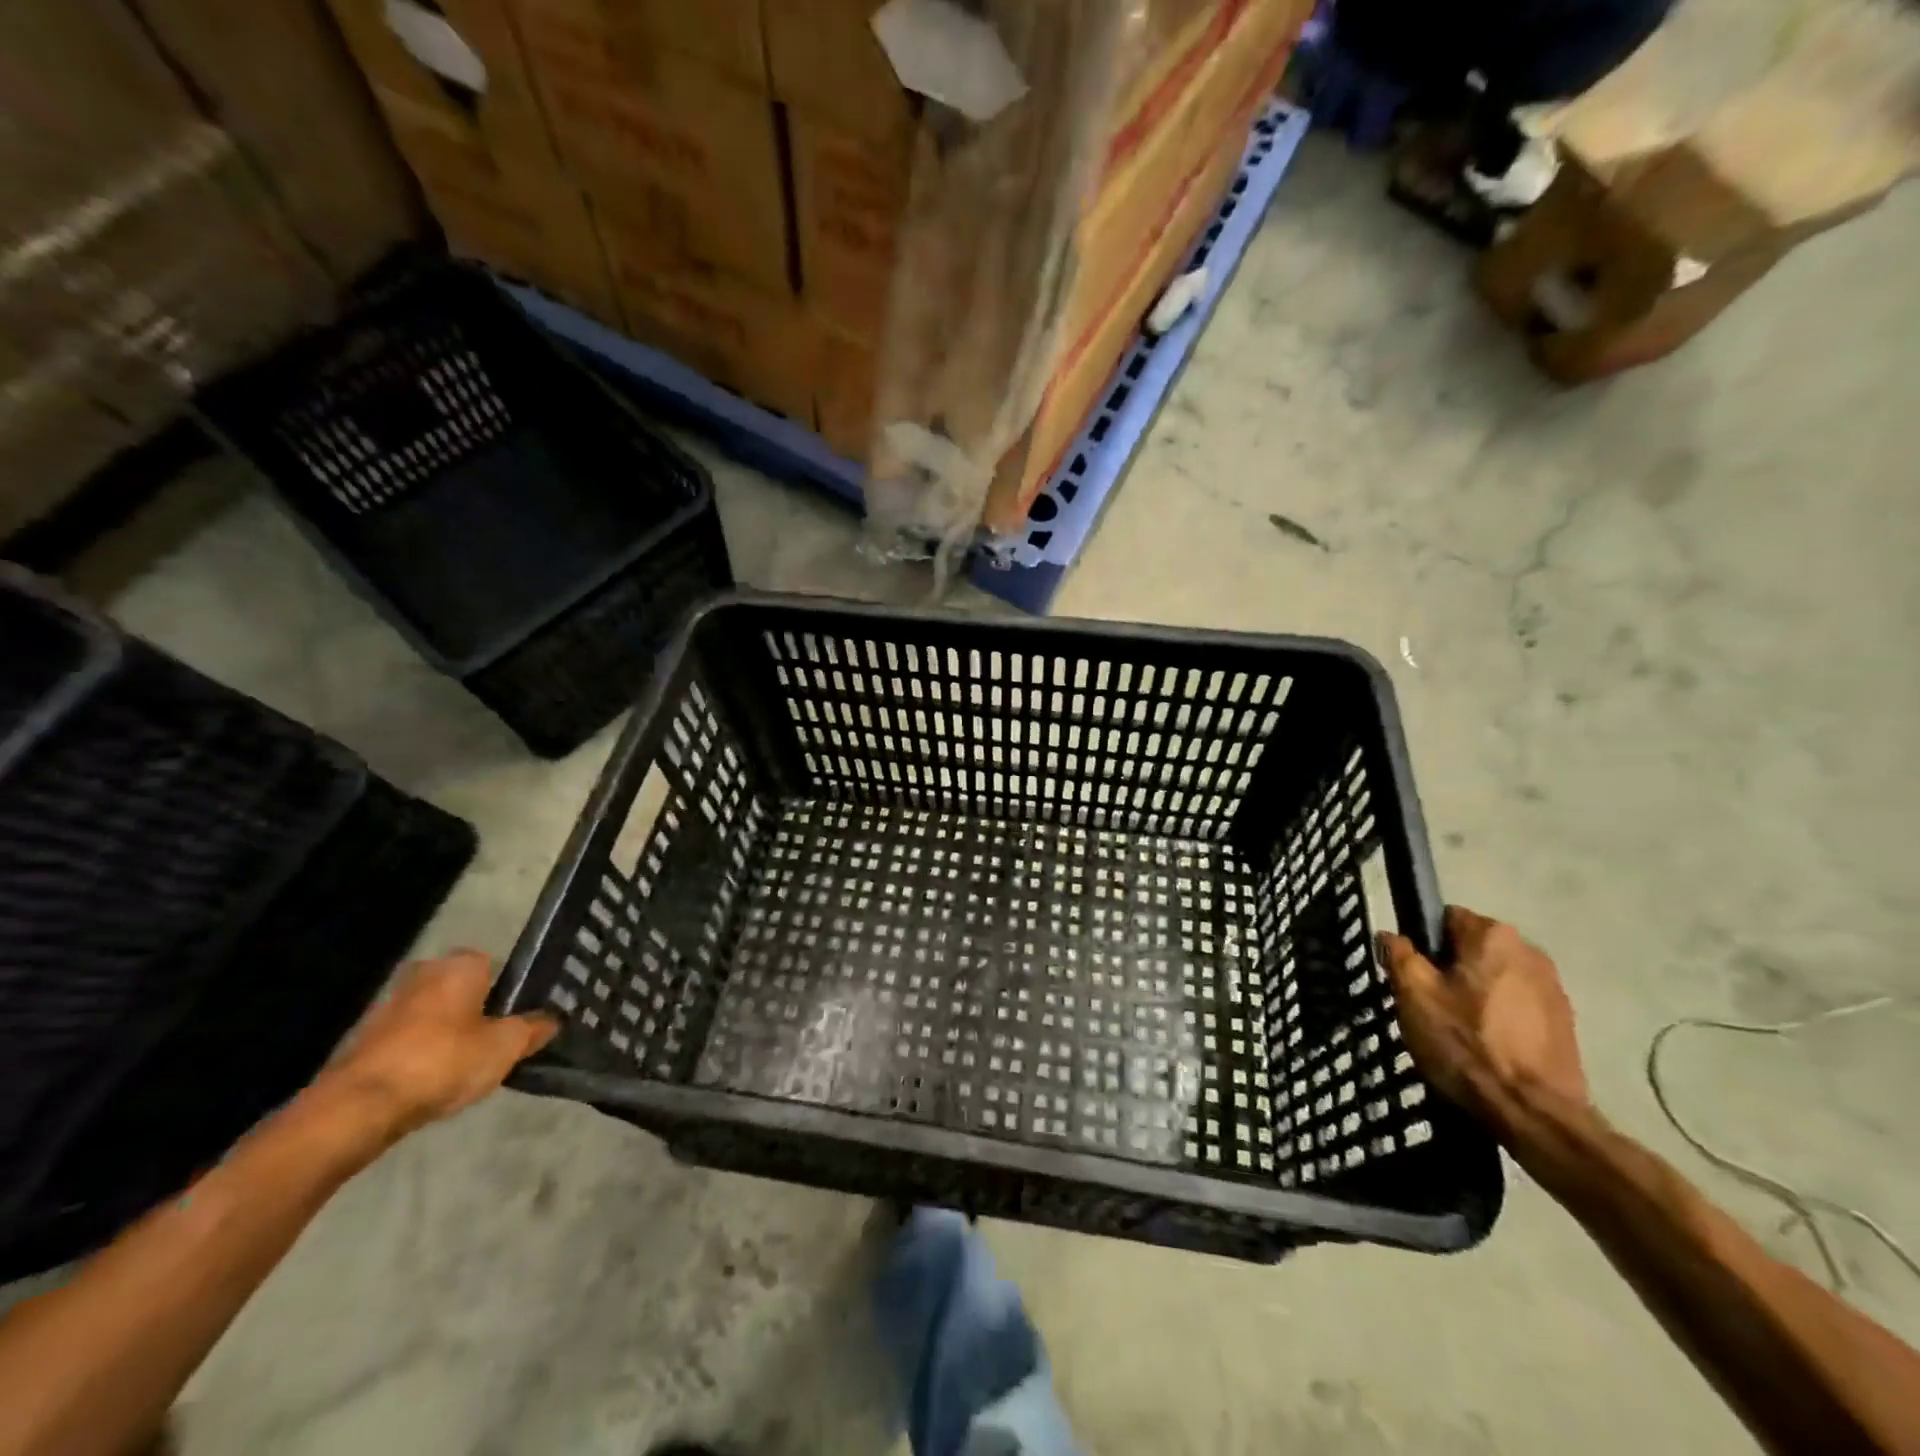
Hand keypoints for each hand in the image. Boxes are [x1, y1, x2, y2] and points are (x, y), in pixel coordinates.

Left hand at [320, 951, 557, 1136]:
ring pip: (433, 1013)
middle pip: (462, 988)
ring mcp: (388, 1004)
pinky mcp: (363, 1038)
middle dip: (476, 1010)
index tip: (517, 1019)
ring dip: (447, 1032)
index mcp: (461, 965)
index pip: (495, 964)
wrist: (359, 1107)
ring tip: (464, 1065)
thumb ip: (534, 1029)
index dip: (509, 991)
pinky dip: (421, 1052)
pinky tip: (431, 1079)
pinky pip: (408, 1038)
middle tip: (494, 1040)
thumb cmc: (444, 1061)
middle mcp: (424, 973)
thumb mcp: (506, 1046)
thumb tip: (553, 1019)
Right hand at [1379, 906, 1589, 1130]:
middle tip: (1429, 1005)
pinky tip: (1486, 1047)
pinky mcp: (1566, 1024)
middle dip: (1450, 970)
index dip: (1423, 944)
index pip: (1446, 918)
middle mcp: (1531, 951)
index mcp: (1494, 935)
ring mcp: (1554, 989)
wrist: (1534, 1113)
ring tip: (1457, 1030)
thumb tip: (1391, 936)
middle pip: (1473, 949)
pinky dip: (1500, 1018)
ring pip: (1496, 978)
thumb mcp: (1414, 995)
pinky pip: (1518, 1006)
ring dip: (1476, 994)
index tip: (1412, 975)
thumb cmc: (1467, 1044)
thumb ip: (1399, 955)